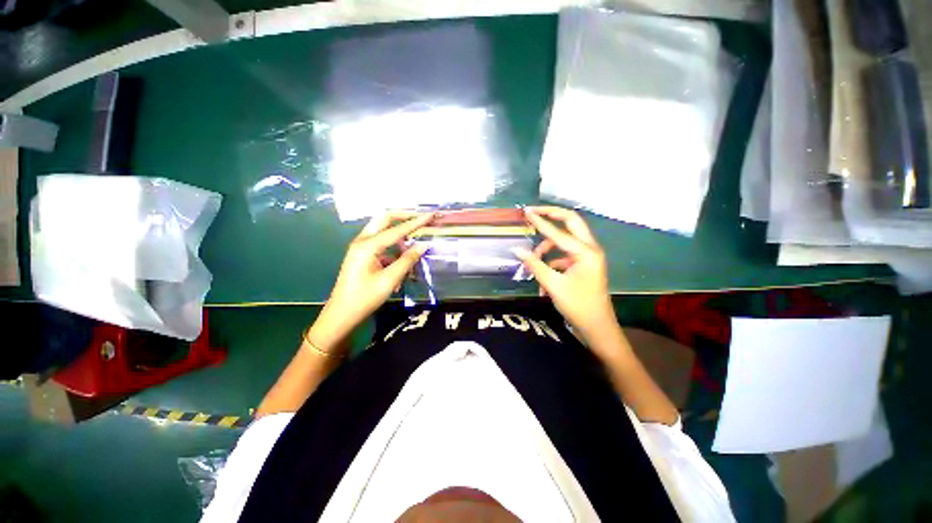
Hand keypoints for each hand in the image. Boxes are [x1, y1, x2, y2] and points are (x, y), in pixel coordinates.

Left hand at [307, 211, 431, 351]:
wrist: (342, 315)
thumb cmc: (365, 298)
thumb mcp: (390, 280)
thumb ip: (408, 260)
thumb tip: (424, 245)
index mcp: (368, 245)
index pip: (397, 229)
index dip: (416, 222)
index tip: (431, 214)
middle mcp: (363, 241)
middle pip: (385, 220)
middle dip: (404, 218)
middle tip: (422, 220)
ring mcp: (361, 247)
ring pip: (384, 233)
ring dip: (400, 240)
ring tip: (413, 256)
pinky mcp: (363, 255)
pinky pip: (382, 246)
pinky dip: (394, 253)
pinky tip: (401, 271)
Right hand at [513, 207, 618, 342]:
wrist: (597, 328)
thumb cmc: (577, 306)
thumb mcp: (553, 284)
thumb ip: (534, 264)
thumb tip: (516, 249)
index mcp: (585, 252)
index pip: (558, 231)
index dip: (540, 221)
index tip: (527, 211)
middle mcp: (589, 249)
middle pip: (571, 223)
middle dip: (552, 216)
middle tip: (534, 212)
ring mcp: (587, 257)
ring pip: (564, 242)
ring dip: (547, 249)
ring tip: (533, 265)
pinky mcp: (583, 265)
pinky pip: (564, 256)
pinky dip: (551, 264)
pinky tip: (543, 282)